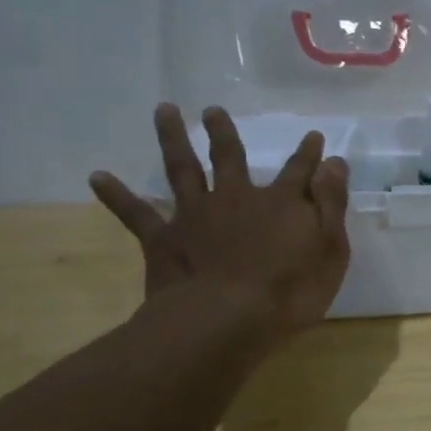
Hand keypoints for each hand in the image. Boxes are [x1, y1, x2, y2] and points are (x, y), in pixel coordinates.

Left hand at [89, 104, 350, 339]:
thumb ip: (331, 203)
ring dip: (173, 139)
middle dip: (223, 133)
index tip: (314, 137)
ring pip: (183, 169)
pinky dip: (117, 195)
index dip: (309, 154)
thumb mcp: (330, 248)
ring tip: (164, 111)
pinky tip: (97, 176)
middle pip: (230, 157)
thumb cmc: (290, 290)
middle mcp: (236, 197)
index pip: (300, 171)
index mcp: (282, 203)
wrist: (225, 320)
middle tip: (212, 110)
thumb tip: (333, 162)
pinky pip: (136, 213)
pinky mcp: (164, 238)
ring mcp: (196, 215)